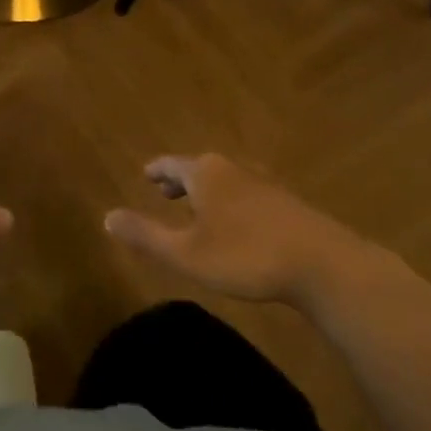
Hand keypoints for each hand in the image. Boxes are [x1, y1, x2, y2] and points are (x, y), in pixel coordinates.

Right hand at [104, 154, 374, 307]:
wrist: (323, 265)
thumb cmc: (245, 256)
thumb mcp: (186, 253)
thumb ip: (145, 235)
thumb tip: (106, 217)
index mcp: (205, 173)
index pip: (172, 164)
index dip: (157, 171)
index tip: (145, 174)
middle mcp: (233, 169)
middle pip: (199, 168)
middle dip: (180, 180)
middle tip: (165, 192)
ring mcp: (264, 183)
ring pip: (225, 181)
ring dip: (207, 193)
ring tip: (198, 209)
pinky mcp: (287, 203)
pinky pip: (247, 194)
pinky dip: (231, 203)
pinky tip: (237, 225)